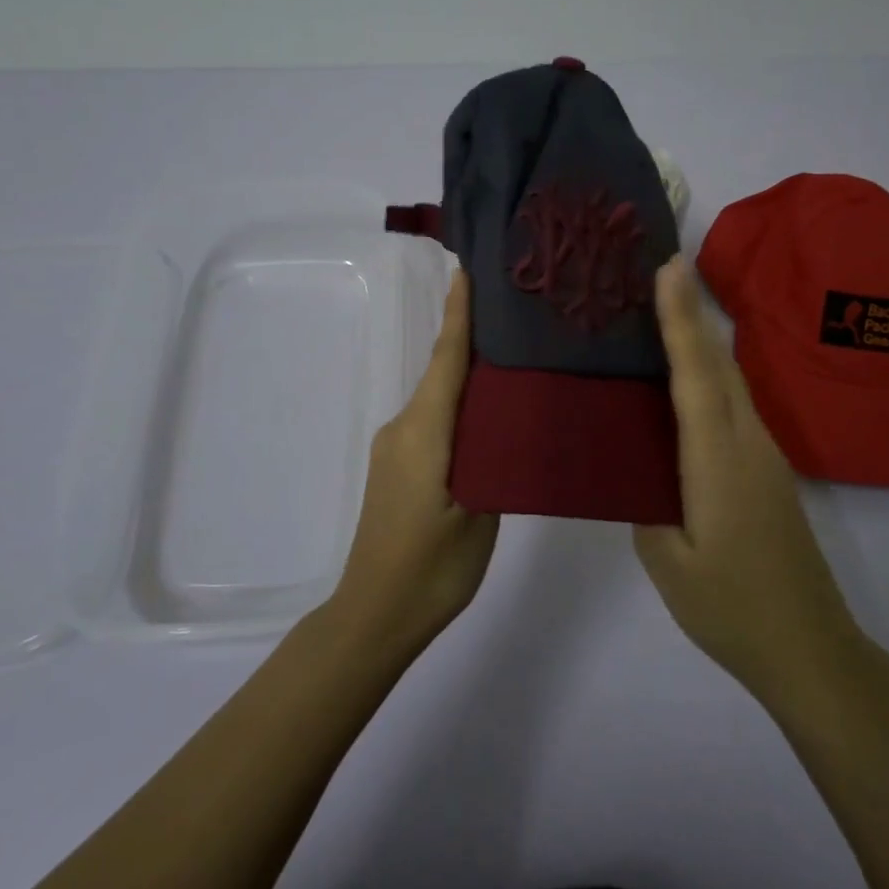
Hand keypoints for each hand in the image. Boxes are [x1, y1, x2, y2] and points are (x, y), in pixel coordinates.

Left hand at [330, 268, 497, 656]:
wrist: (372, 616)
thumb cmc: (430, 569)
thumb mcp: (479, 516)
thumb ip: (493, 460)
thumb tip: (506, 422)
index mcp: (423, 432)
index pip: (445, 360)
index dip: (458, 315)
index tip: (468, 273)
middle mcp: (402, 428)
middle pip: (440, 372)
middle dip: (471, 339)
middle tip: (516, 316)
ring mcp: (395, 447)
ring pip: (437, 398)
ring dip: (466, 376)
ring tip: (512, 364)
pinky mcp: (396, 467)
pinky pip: (431, 421)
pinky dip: (457, 407)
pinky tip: (486, 417)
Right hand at [635, 256, 866, 705]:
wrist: (809, 647)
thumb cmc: (732, 608)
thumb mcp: (669, 563)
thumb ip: (645, 503)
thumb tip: (637, 465)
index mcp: (718, 460)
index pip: (696, 374)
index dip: (679, 318)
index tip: (667, 267)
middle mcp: (748, 442)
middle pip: (719, 362)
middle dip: (691, 310)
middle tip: (658, 268)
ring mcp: (764, 454)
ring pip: (730, 379)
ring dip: (700, 337)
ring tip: (664, 307)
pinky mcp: (767, 468)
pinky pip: (734, 403)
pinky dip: (709, 371)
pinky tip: (684, 375)